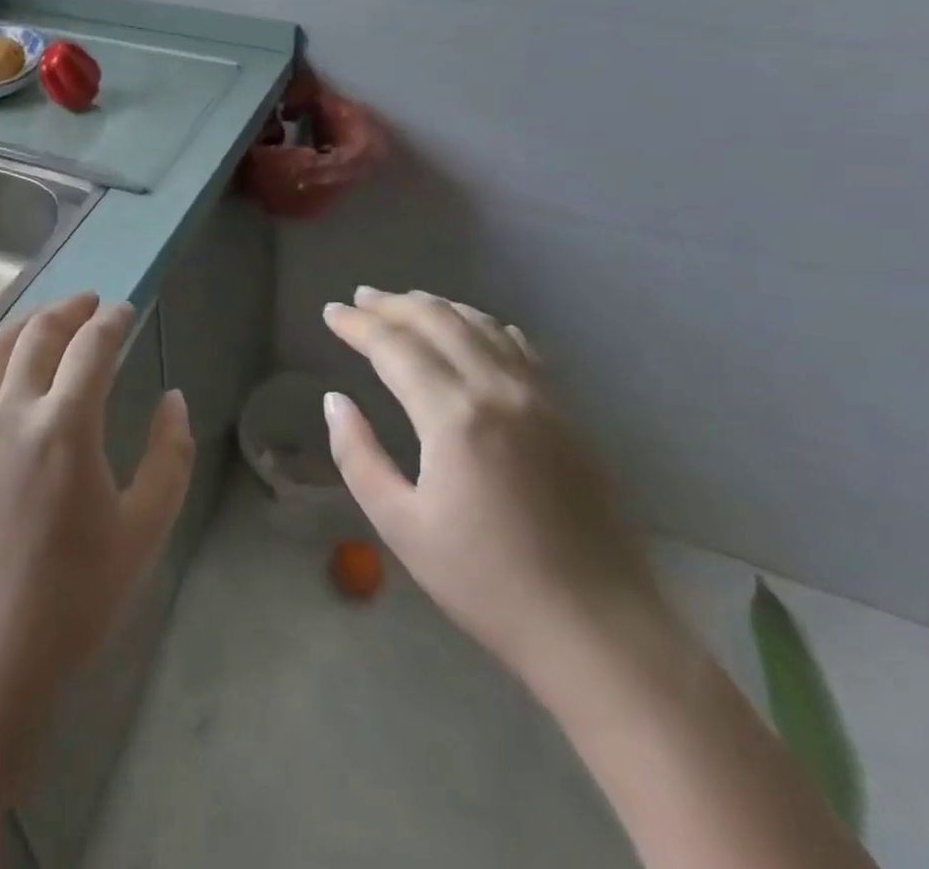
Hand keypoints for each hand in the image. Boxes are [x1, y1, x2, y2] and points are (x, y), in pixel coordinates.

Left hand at [0, 293, 194, 724]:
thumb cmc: (75, 595)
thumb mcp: (144, 529)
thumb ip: (169, 456)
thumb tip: (173, 399)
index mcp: (67, 425)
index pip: (92, 347)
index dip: (112, 321)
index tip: (126, 310)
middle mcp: (13, 411)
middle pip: (39, 335)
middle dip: (68, 310)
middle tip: (89, 303)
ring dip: (22, 326)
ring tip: (43, 318)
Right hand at [322, 286, 669, 691]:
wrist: (598, 631)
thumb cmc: (486, 584)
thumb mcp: (401, 526)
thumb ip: (358, 456)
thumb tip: (336, 401)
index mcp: (454, 416)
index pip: (395, 347)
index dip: (358, 325)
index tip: (330, 313)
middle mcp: (499, 391)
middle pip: (439, 321)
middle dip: (393, 305)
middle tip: (360, 299)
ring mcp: (541, 399)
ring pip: (482, 326)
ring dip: (437, 307)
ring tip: (405, 303)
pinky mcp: (567, 415)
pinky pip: (519, 348)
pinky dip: (484, 326)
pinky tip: (473, 329)